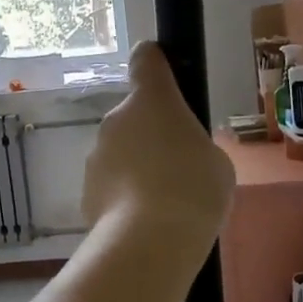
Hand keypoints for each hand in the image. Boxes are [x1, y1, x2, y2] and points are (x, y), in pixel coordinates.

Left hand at [81, 42, 234, 247]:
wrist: (150, 241)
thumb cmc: (194, 189)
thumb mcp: (216, 162)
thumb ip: (194, 146)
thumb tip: (179, 155)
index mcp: (152, 100)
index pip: (146, 60)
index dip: (154, 62)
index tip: (161, 70)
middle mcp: (116, 119)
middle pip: (134, 116)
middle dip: (151, 135)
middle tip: (178, 166)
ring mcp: (96, 154)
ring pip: (120, 152)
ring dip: (136, 167)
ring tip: (163, 202)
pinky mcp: (86, 190)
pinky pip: (111, 184)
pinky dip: (124, 196)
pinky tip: (145, 221)